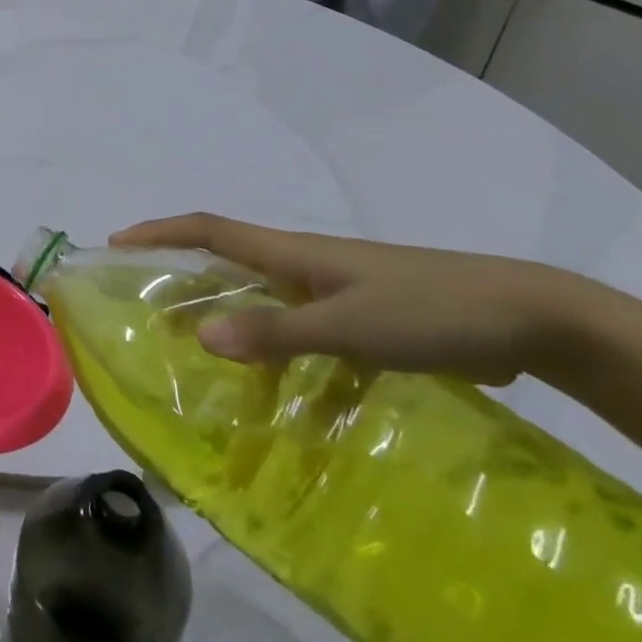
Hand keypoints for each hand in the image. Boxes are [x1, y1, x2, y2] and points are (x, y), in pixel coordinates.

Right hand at [111, 214, 585, 385]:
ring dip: (233, 329)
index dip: (160, 231)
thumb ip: (275, 332)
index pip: (209, 230)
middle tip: (146, 313)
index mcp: (292, 254)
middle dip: (182, 280)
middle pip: (228, 265)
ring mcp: (333, 293)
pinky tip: (290, 411)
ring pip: (265, 307)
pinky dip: (290, 368)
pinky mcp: (363, 323)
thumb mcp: (348, 326)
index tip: (116, 243)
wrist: (525, 317)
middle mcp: (302, 267)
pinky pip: (307, 342)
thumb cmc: (429, 310)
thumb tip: (199, 334)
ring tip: (204, 367)